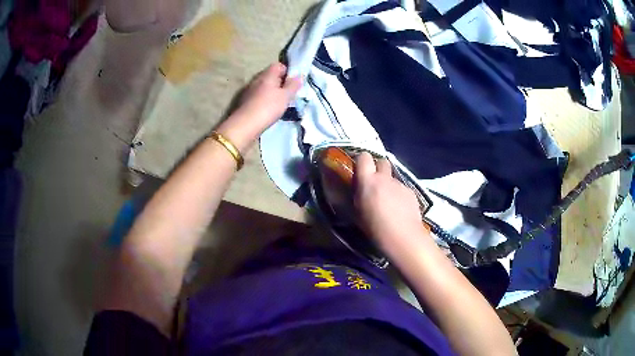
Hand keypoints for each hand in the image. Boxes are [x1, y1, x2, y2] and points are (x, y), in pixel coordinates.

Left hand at [217, 63, 301, 150]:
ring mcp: (249, 89)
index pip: (279, 65)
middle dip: (280, 82)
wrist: (245, 125)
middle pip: (271, 76)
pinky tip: (268, 109)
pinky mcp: (245, 101)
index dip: (288, 72)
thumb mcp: (285, 96)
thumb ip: (293, 85)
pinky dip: (264, 99)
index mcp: (267, 74)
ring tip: (279, 103)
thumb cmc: (268, 107)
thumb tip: (300, 75)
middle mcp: (257, 79)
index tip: (293, 83)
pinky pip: (258, 95)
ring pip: (264, 86)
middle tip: (288, 94)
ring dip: (271, 91)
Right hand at [353, 153, 428, 247]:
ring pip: (393, 178)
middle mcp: (385, 178)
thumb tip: (358, 191)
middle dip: (378, 167)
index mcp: (368, 181)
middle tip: (374, 182)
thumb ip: (359, 196)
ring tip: (388, 203)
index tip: (360, 169)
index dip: (362, 161)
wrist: (403, 238)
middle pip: (382, 161)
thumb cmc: (375, 229)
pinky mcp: (412, 193)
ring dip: (389, 185)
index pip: (364, 157)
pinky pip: (402, 189)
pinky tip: (400, 211)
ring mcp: (400, 184)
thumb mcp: (358, 213)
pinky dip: (399, 196)